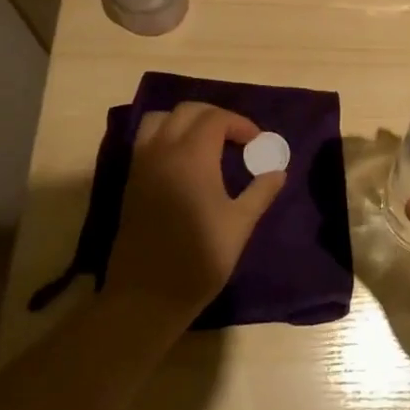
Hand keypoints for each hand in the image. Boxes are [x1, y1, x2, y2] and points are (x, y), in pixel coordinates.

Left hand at [102, 102, 285, 328]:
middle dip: (215, 117)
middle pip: (187, 111)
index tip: (256, 142)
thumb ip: (260, 191)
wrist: (146, 297)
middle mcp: (163, 152)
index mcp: (192, 157)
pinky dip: (166, 136)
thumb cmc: (199, 259)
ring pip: (159, 120)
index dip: (240, 123)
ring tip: (206, 142)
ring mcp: (142, 166)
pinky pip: (146, 141)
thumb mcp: (240, 224)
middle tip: (236, 138)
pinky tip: (184, 162)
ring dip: (185, 121)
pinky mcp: (131, 182)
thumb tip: (278, 171)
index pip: (216, 118)